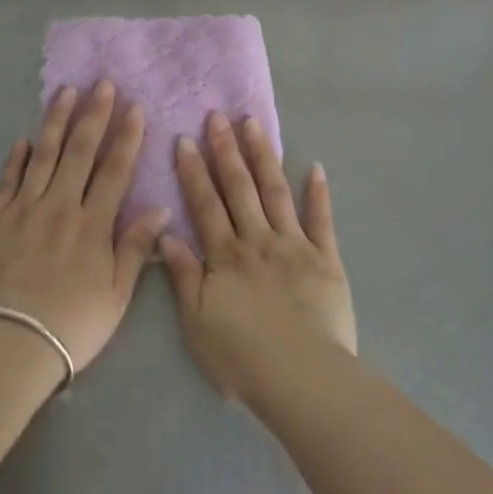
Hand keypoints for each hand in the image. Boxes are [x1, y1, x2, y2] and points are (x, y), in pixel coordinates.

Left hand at [0, 80, 166, 379]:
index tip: (134, 107)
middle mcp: (60, 206)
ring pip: (43, 155)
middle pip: (80, 151)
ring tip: (65, 92)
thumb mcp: (117, 294)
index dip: (126, 136)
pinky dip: (16, 158)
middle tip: (102, 83)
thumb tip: (159, 209)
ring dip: (56, 121)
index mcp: (93, 224)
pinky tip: (24, 139)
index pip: (115, 169)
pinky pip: (8, 180)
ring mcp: (24, 209)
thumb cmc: (72, 324)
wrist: (9, 344)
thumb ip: (136, 248)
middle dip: (94, 114)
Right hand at [160, 112, 355, 403]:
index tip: (186, 139)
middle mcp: (258, 240)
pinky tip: (314, 167)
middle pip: (239, 188)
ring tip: (254, 124)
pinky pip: (321, 220)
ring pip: (275, 192)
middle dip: (226, 150)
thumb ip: (184, 277)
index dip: (194, 171)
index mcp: (226, 256)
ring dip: (263, 156)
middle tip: (218, 116)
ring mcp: (294, 245)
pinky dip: (318, 193)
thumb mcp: (197, 323)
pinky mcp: (326, 259)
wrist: (303, 378)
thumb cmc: (243, 358)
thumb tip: (166, 235)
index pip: (205, 204)